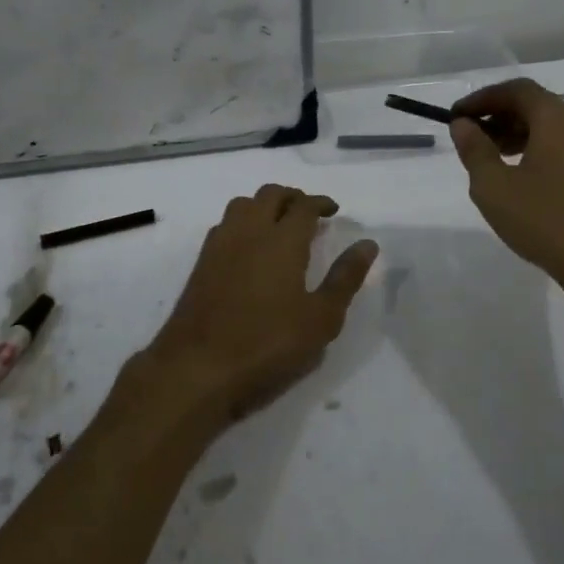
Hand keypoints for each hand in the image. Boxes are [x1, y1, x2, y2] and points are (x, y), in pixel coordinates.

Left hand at [141, 185, 376, 435]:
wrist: (196, 368)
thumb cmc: (267, 345)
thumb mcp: (320, 319)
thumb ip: (345, 278)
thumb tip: (367, 244)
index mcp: (282, 240)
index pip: (303, 205)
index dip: (320, 203)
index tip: (333, 211)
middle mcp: (249, 231)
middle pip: (270, 195)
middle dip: (293, 197)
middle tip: (309, 214)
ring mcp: (220, 245)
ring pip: (242, 204)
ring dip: (264, 205)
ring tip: (279, 225)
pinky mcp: (201, 263)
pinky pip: (225, 225)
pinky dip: (243, 223)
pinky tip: (250, 248)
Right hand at [449, 78, 563, 291]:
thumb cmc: (544, 221)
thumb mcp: (494, 186)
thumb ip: (475, 150)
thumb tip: (464, 125)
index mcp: (558, 120)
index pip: (517, 90)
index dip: (483, 98)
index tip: (458, 116)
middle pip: (538, 106)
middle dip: (501, 116)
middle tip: (472, 136)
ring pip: (554, 129)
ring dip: (520, 135)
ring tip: (494, 159)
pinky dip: (540, 151)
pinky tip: (524, 181)